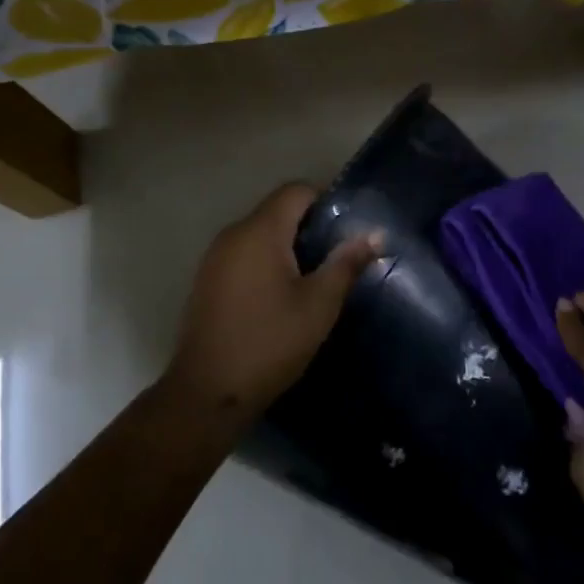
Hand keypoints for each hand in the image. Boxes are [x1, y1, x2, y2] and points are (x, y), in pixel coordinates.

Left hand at [165, 184, 380, 420]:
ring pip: (259, 233)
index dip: (325, 201)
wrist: (208, 392)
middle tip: (337, 257)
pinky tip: (280, 295)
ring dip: (287, 245)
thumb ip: (347, 264)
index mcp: (260, 231)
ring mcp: (214, 257)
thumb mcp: (319, 305)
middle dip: (308, 226)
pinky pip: (243, 254)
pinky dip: (265, 262)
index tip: (346, 229)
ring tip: (313, 278)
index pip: (295, 191)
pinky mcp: (207, 280)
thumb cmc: (270, 343)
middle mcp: (233, 234)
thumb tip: (376, 234)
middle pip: (276, 210)